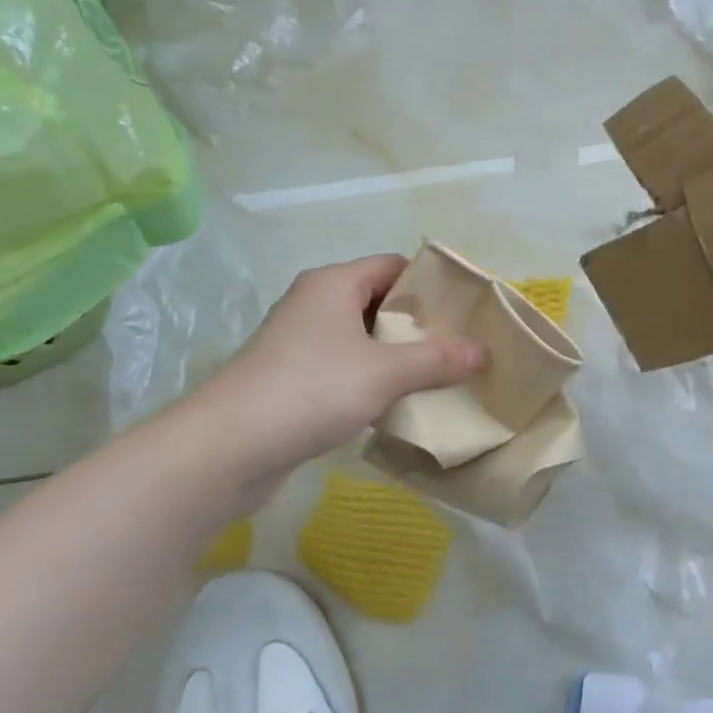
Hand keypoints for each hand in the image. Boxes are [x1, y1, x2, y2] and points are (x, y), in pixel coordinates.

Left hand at [186, 255, 486, 477]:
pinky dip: (372, 379)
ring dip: (397, 356)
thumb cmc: (312, 390)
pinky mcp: (292, 378)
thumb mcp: (385, 372)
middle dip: (418, 324)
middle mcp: (315, 304)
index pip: (392, 265)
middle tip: (460, 346)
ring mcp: (300, 342)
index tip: (465, 309)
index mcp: (334, 284)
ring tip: (439, 376)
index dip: (430, 282)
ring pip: (362, 338)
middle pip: (378, 301)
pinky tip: (398, 403)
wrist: (229, 447)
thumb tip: (483, 351)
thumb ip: (437, 360)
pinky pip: (344, 367)